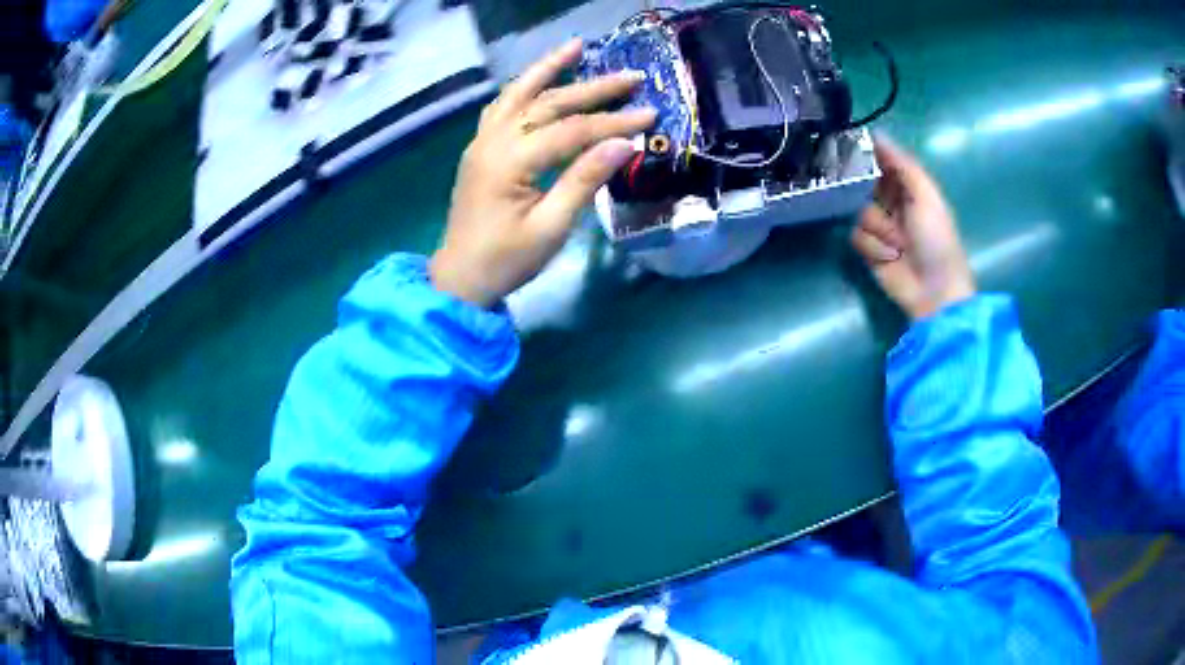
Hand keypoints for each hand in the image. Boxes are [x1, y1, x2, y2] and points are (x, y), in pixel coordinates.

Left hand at [430, 39, 655, 306]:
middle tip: (631, 76)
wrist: (460, 278)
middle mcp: (493, 141)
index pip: (571, 130)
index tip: (650, 114)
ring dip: (548, 69)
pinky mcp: (480, 148)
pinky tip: (538, 79)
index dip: (613, 122)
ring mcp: (482, 142)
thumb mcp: (551, 227)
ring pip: (518, 94)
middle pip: (548, 103)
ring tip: (575, 47)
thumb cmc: (507, 260)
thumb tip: (624, 143)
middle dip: (592, 89)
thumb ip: (584, 180)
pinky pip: (501, 107)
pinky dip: (522, 88)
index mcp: (510, 162)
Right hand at [851, 137, 975, 319]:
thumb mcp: (926, 196)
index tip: (847, 145)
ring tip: (897, 242)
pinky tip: (888, 256)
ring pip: (856, 210)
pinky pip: (854, 235)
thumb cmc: (936, 239)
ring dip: (877, 226)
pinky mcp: (866, 248)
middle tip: (867, 194)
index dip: (866, 153)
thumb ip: (903, 164)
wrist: (933, 290)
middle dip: (864, 191)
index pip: (880, 160)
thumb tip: (877, 133)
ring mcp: (877, 225)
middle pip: (861, 182)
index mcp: (907, 185)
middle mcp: (889, 201)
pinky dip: (871, 246)